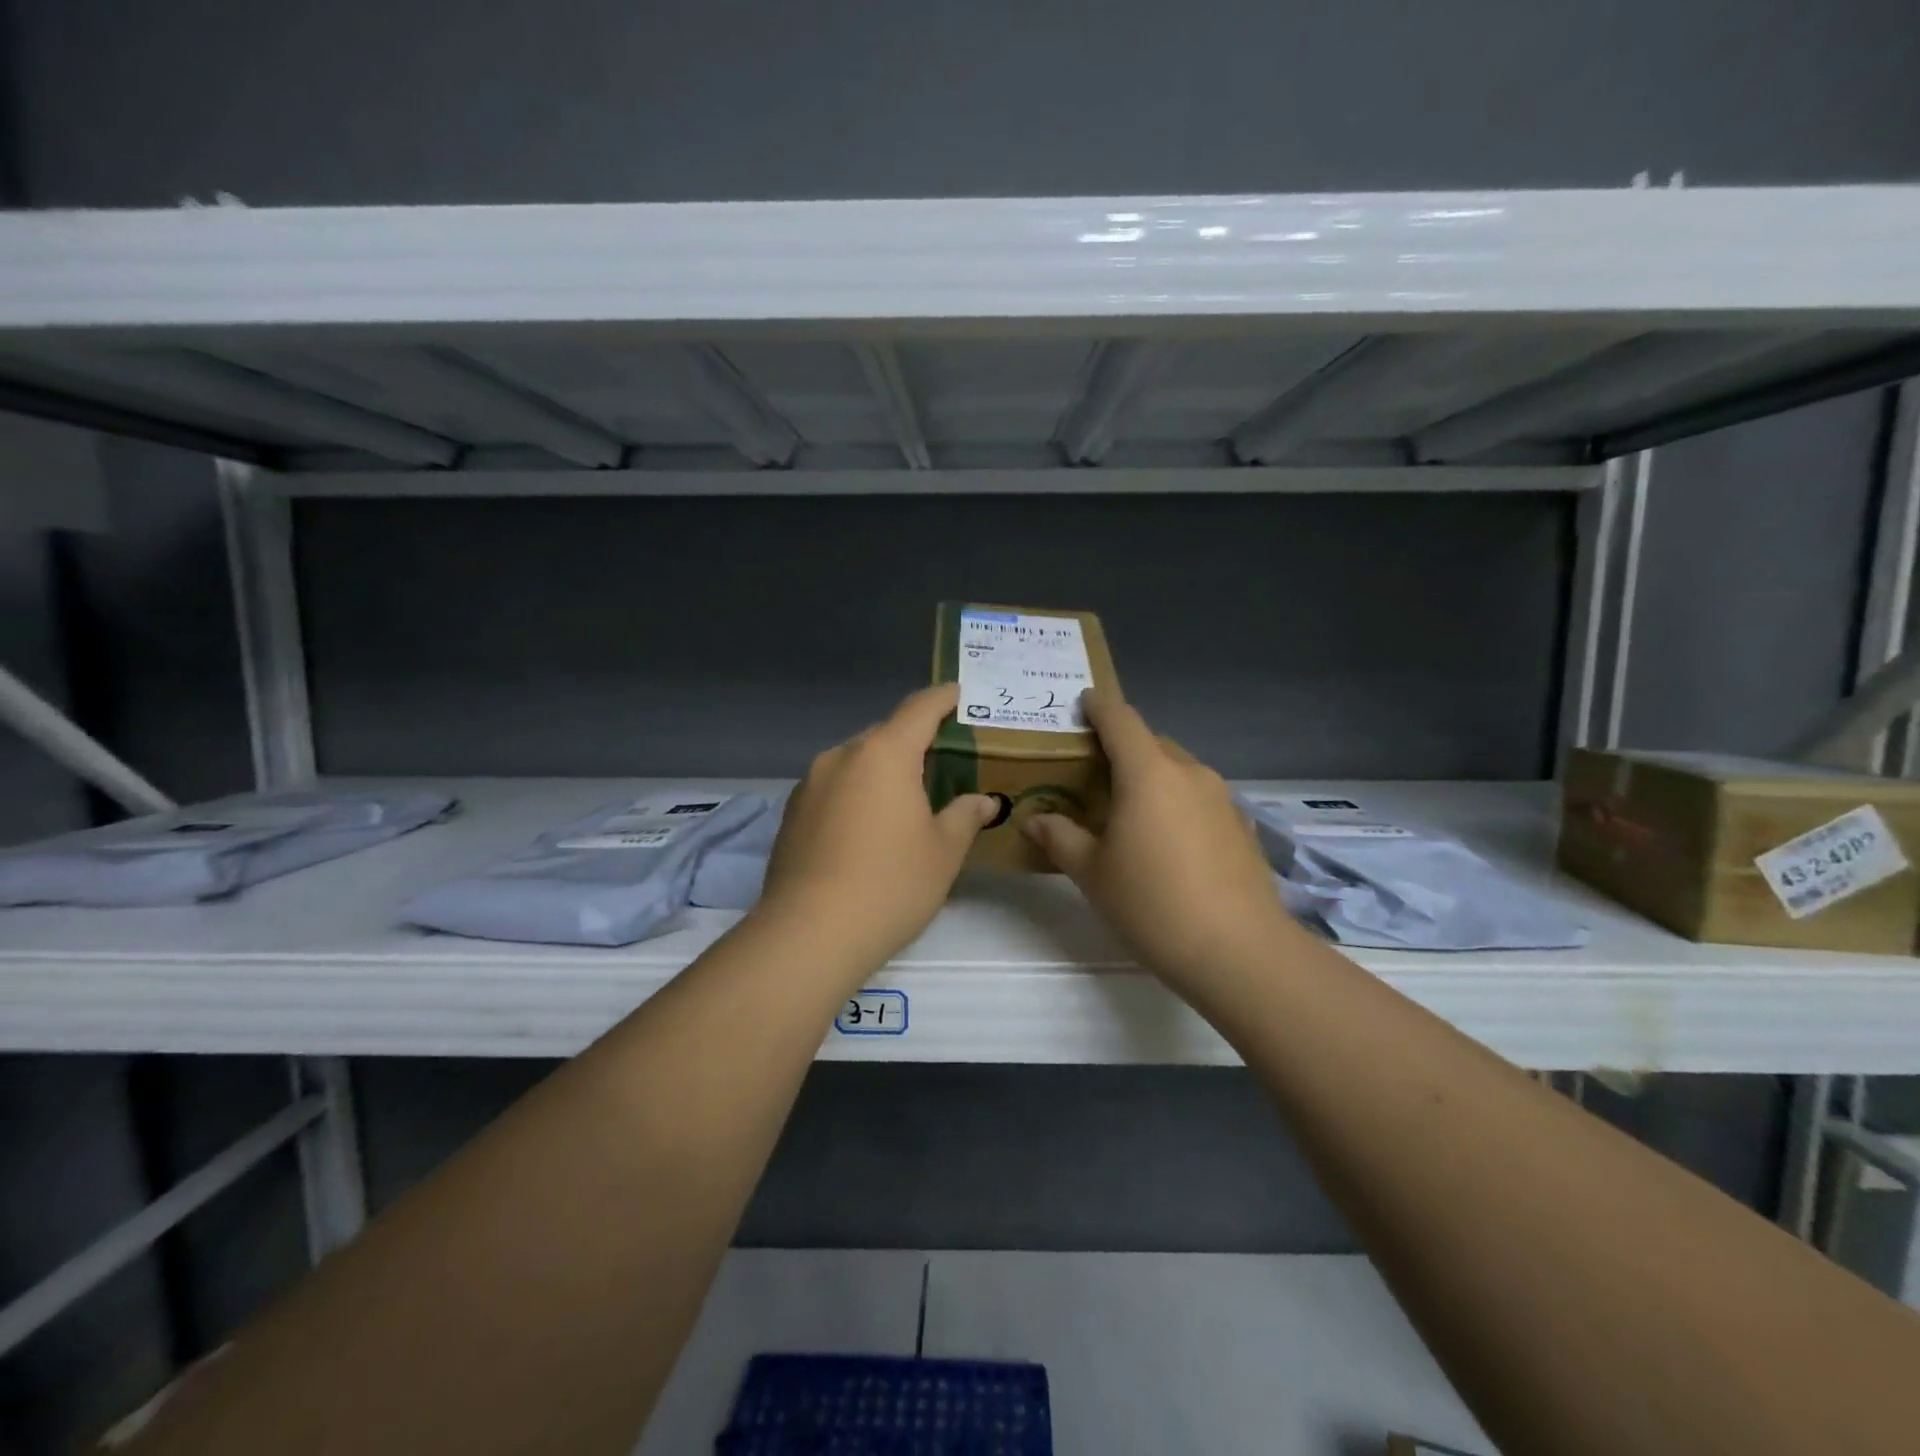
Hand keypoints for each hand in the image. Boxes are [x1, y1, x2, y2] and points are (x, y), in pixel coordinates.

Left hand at [757, 683, 998, 973]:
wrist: (809, 934)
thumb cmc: (890, 885)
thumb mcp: (943, 852)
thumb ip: (965, 816)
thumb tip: (984, 801)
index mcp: (884, 753)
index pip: (920, 708)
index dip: (944, 698)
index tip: (960, 694)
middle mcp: (842, 756)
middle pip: (885, 734)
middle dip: (914, 742)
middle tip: (943, 763)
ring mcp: (810, 783)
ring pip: (856, 762)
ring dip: (882, 770)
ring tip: (906, 800)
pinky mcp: (792, 812)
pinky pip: (834, 787)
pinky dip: (856, 793)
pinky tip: (867, 829)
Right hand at [1023, 691, 1289, 994]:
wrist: (1238, 951)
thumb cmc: (1152, 904)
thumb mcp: (1092, 873)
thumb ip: (1060, 837)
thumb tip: (1036, 819)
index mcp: (1148, 773)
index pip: (1121, 720)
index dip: (1100, 707)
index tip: (1084, 701)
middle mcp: (1189, 773)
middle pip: (1151, 743)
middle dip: (1123, 748)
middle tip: (1094, 772)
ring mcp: (1222, 798)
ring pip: (1178, 770)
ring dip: (1152, 776)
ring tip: (1129, 809)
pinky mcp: (1241, 825)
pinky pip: (1199, 797)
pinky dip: (1177, 802)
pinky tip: (1167, 840)